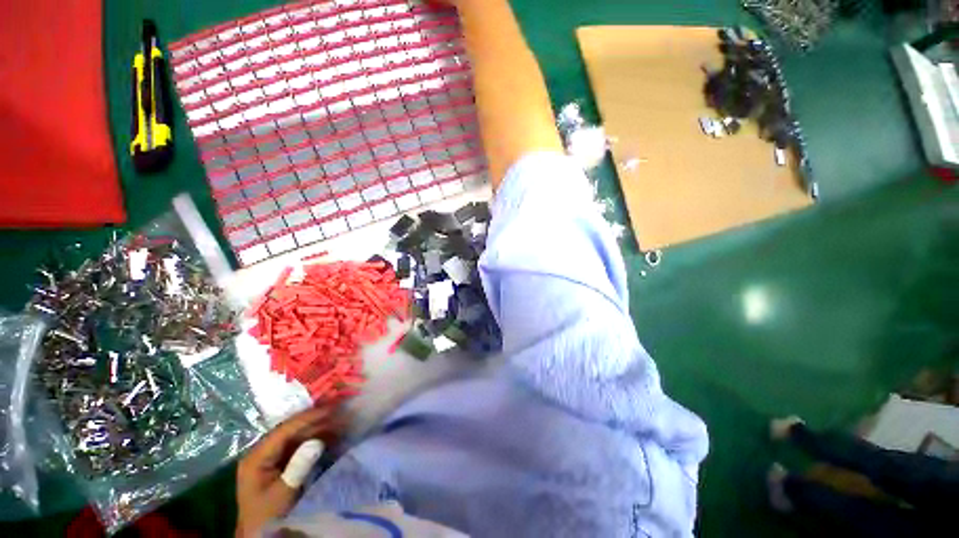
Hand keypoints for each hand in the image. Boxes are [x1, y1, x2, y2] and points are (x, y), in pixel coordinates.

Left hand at [235, 407, 340, 536]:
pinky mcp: (279, 462)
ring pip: (297, 436)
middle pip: (291, 430)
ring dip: (318, 428)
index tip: (330, 409)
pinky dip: (315, 439)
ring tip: (339, 422)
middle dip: (316, 421)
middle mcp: (262, 451)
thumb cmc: (269, 515)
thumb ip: (298, 467)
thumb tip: (317, 442)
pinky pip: (299, 444)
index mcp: (257, 456)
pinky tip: (331, 435)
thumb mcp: (283, 493)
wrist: (259, 534)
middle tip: (339, 412)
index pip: (284, 430)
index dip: (307, 417)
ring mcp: (270, 456)